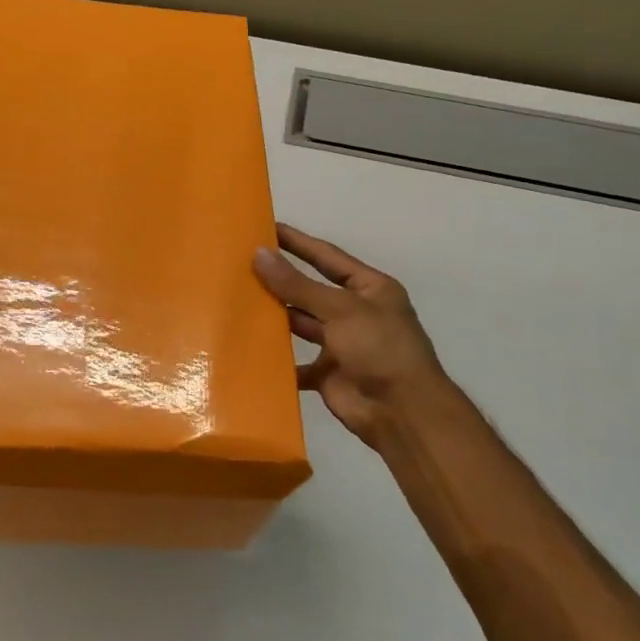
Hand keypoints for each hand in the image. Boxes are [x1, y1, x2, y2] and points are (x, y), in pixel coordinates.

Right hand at [253, 224, 453, 449]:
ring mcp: (341, 345)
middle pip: (311, 291)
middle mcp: (355, 313)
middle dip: (281, 280)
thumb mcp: (340, 309)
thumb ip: (297, 285)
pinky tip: (248, 348)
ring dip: (275, 316)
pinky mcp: (328, 374)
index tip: (267, 227)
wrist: (401, 412)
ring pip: (301, 325)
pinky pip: (296, 363)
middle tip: (241, 265)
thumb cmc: (379, 348)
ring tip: (237, 301)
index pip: (328, 257)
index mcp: (369, 289)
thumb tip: (259, 254)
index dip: (298, 243)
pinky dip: (276, 360)